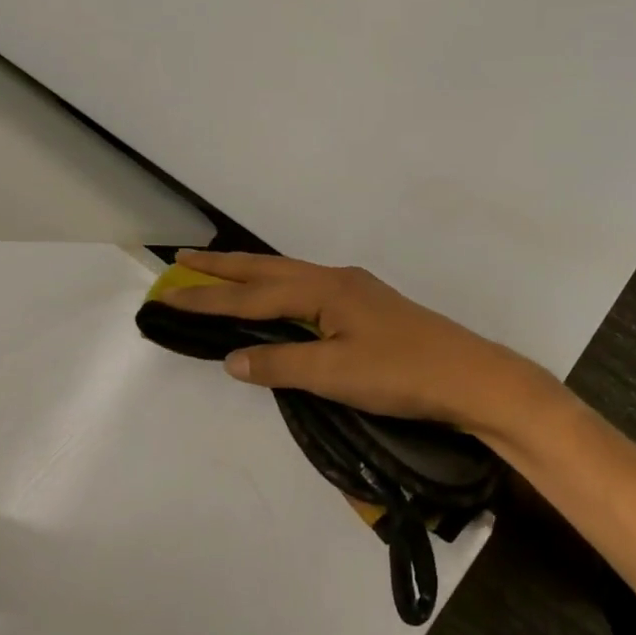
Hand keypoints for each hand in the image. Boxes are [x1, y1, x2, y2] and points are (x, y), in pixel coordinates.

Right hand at [165, 251, 566, 439]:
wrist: (466, 375)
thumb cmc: (400, 373)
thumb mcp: (335, 374)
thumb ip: (282, 363)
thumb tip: (232, 358)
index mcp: (325, 289)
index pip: (254, 295)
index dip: (209, 297)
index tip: (168, 293)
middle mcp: (337, 280)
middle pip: (270, 270)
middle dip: (225, 267)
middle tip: (184, 259)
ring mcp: (355, 290)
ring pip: (290, 276)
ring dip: (253, 274)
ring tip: (222, 273)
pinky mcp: (368, 306)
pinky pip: (308, 288)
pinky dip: (279, 288)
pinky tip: (280, 300)